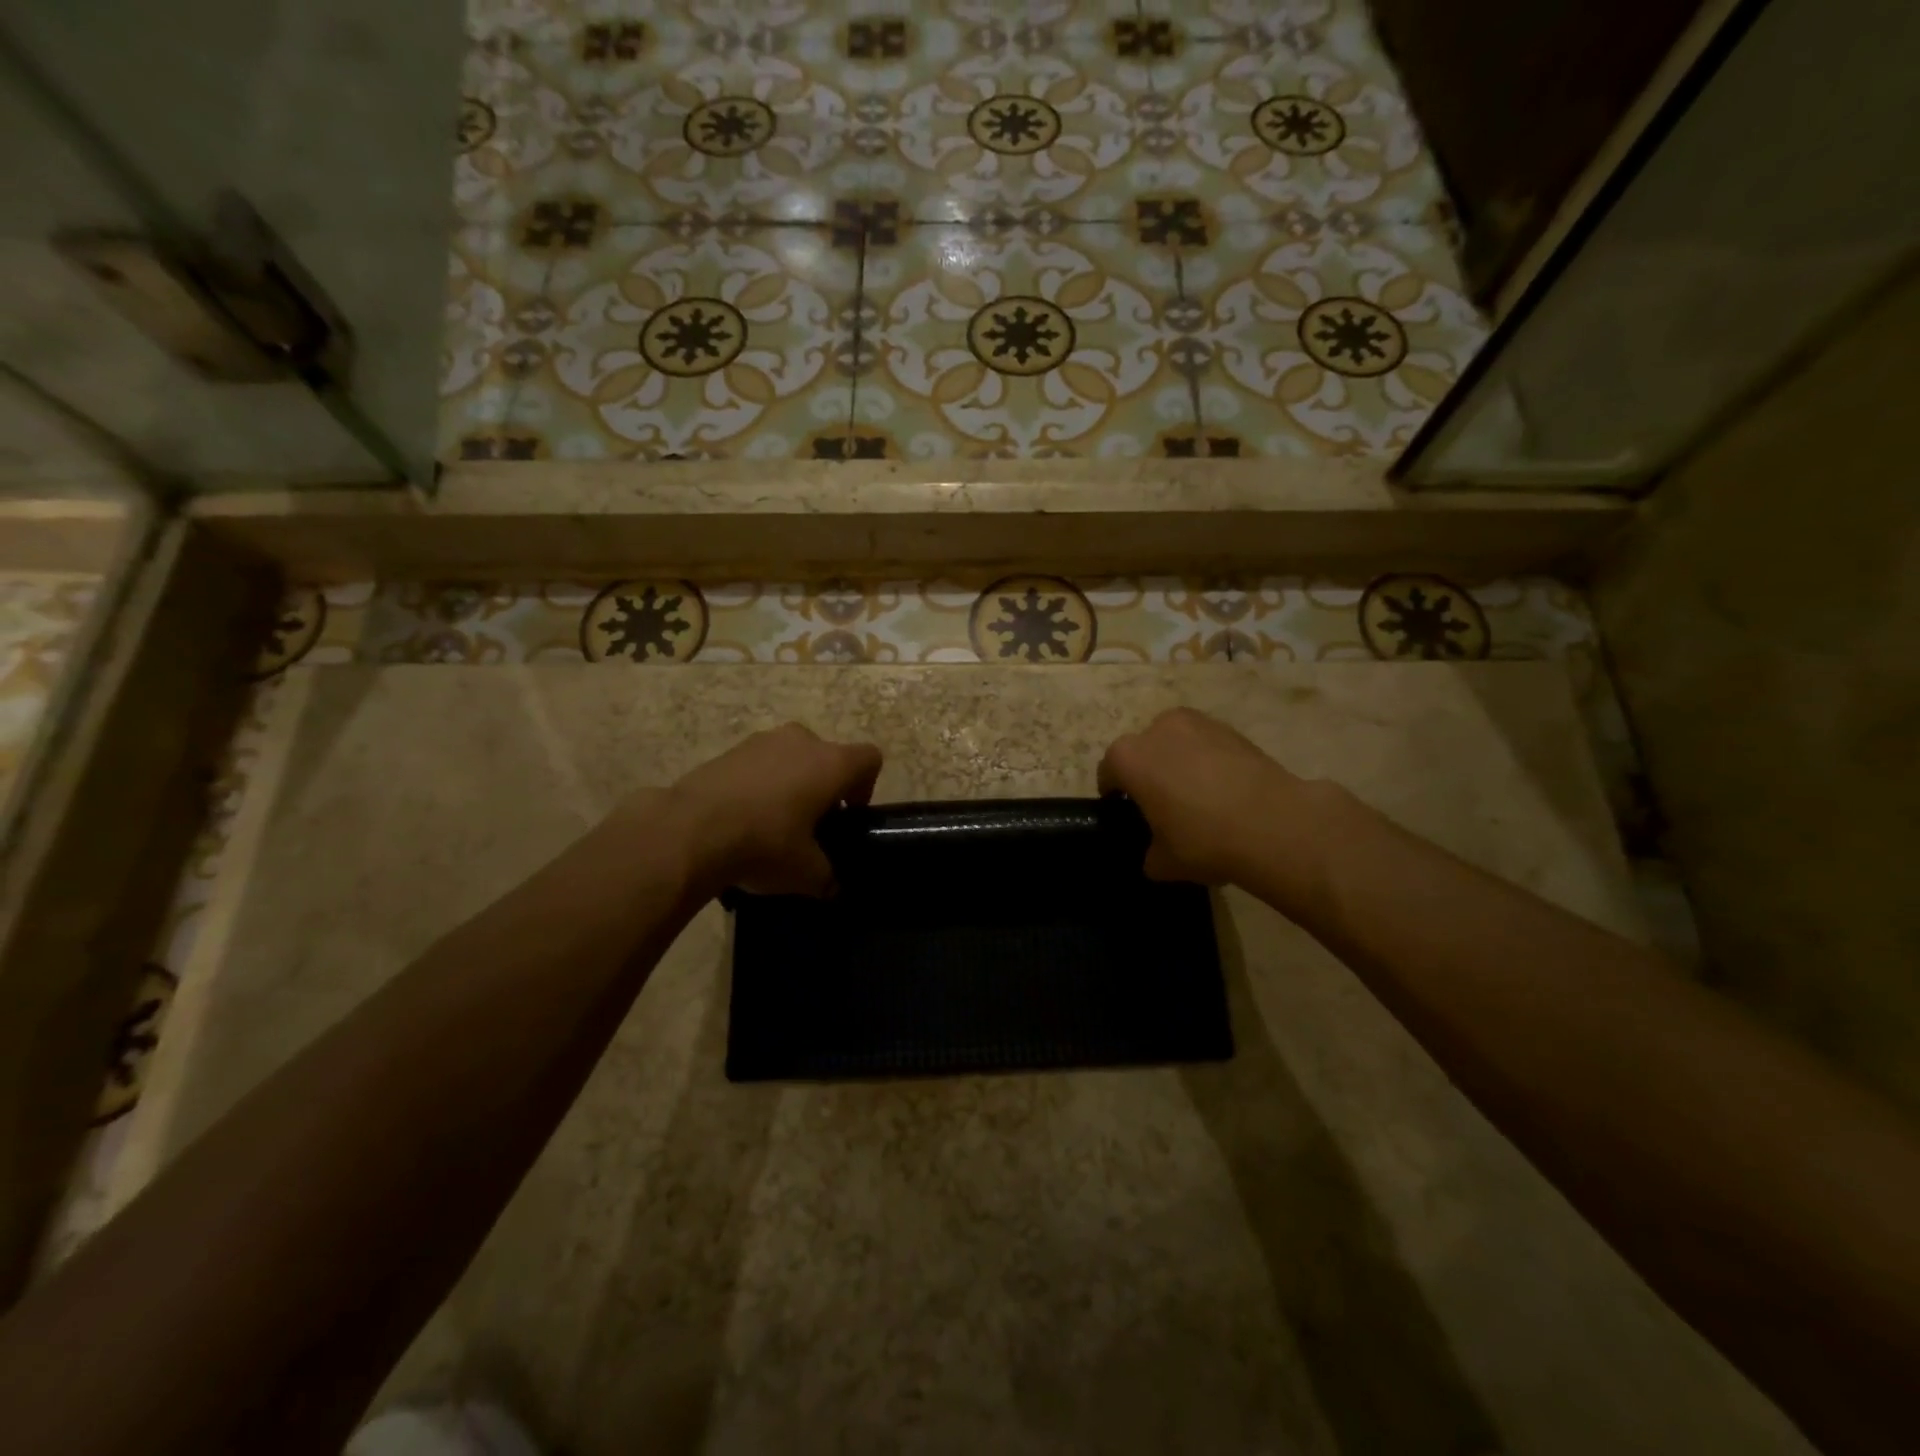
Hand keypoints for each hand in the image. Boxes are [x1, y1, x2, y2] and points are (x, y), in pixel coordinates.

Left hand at [668, 723, 882, 895]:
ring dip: (790, 784)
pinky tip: (741, 819)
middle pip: (827, 757)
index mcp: (832, 762)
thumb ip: (828, 877)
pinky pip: (757, 765)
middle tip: (810, 826)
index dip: (865, 788)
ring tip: (772, 824)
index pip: (870, 759)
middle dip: (823, 787)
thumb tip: (832, 887)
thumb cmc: (765, 844)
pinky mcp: (727, 750)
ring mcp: (761, 741)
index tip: (846, 818)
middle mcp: (802, 740)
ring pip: (790, 758)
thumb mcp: (807, 873)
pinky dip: (757, 786)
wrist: (690, 830)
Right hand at [1098, 707, 1304, 883]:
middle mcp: (1158, 729)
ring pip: (1177, 743)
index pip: (1109, 772)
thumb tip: (1155, 852)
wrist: (1275, 824)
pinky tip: (1225, 791)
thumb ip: (1149, 853)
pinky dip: (1209, 762)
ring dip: (1179, 762)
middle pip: (1143, 750)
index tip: (1127, 813)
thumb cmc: (1204, 840)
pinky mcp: (1233, 729)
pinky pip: (1208, 745)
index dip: (1115, 794)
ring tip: (1198, 796)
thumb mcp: (1163, 862)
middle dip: (1148, 773)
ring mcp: (1198, 723)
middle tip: (1164, 806)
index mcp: (1129, 757)